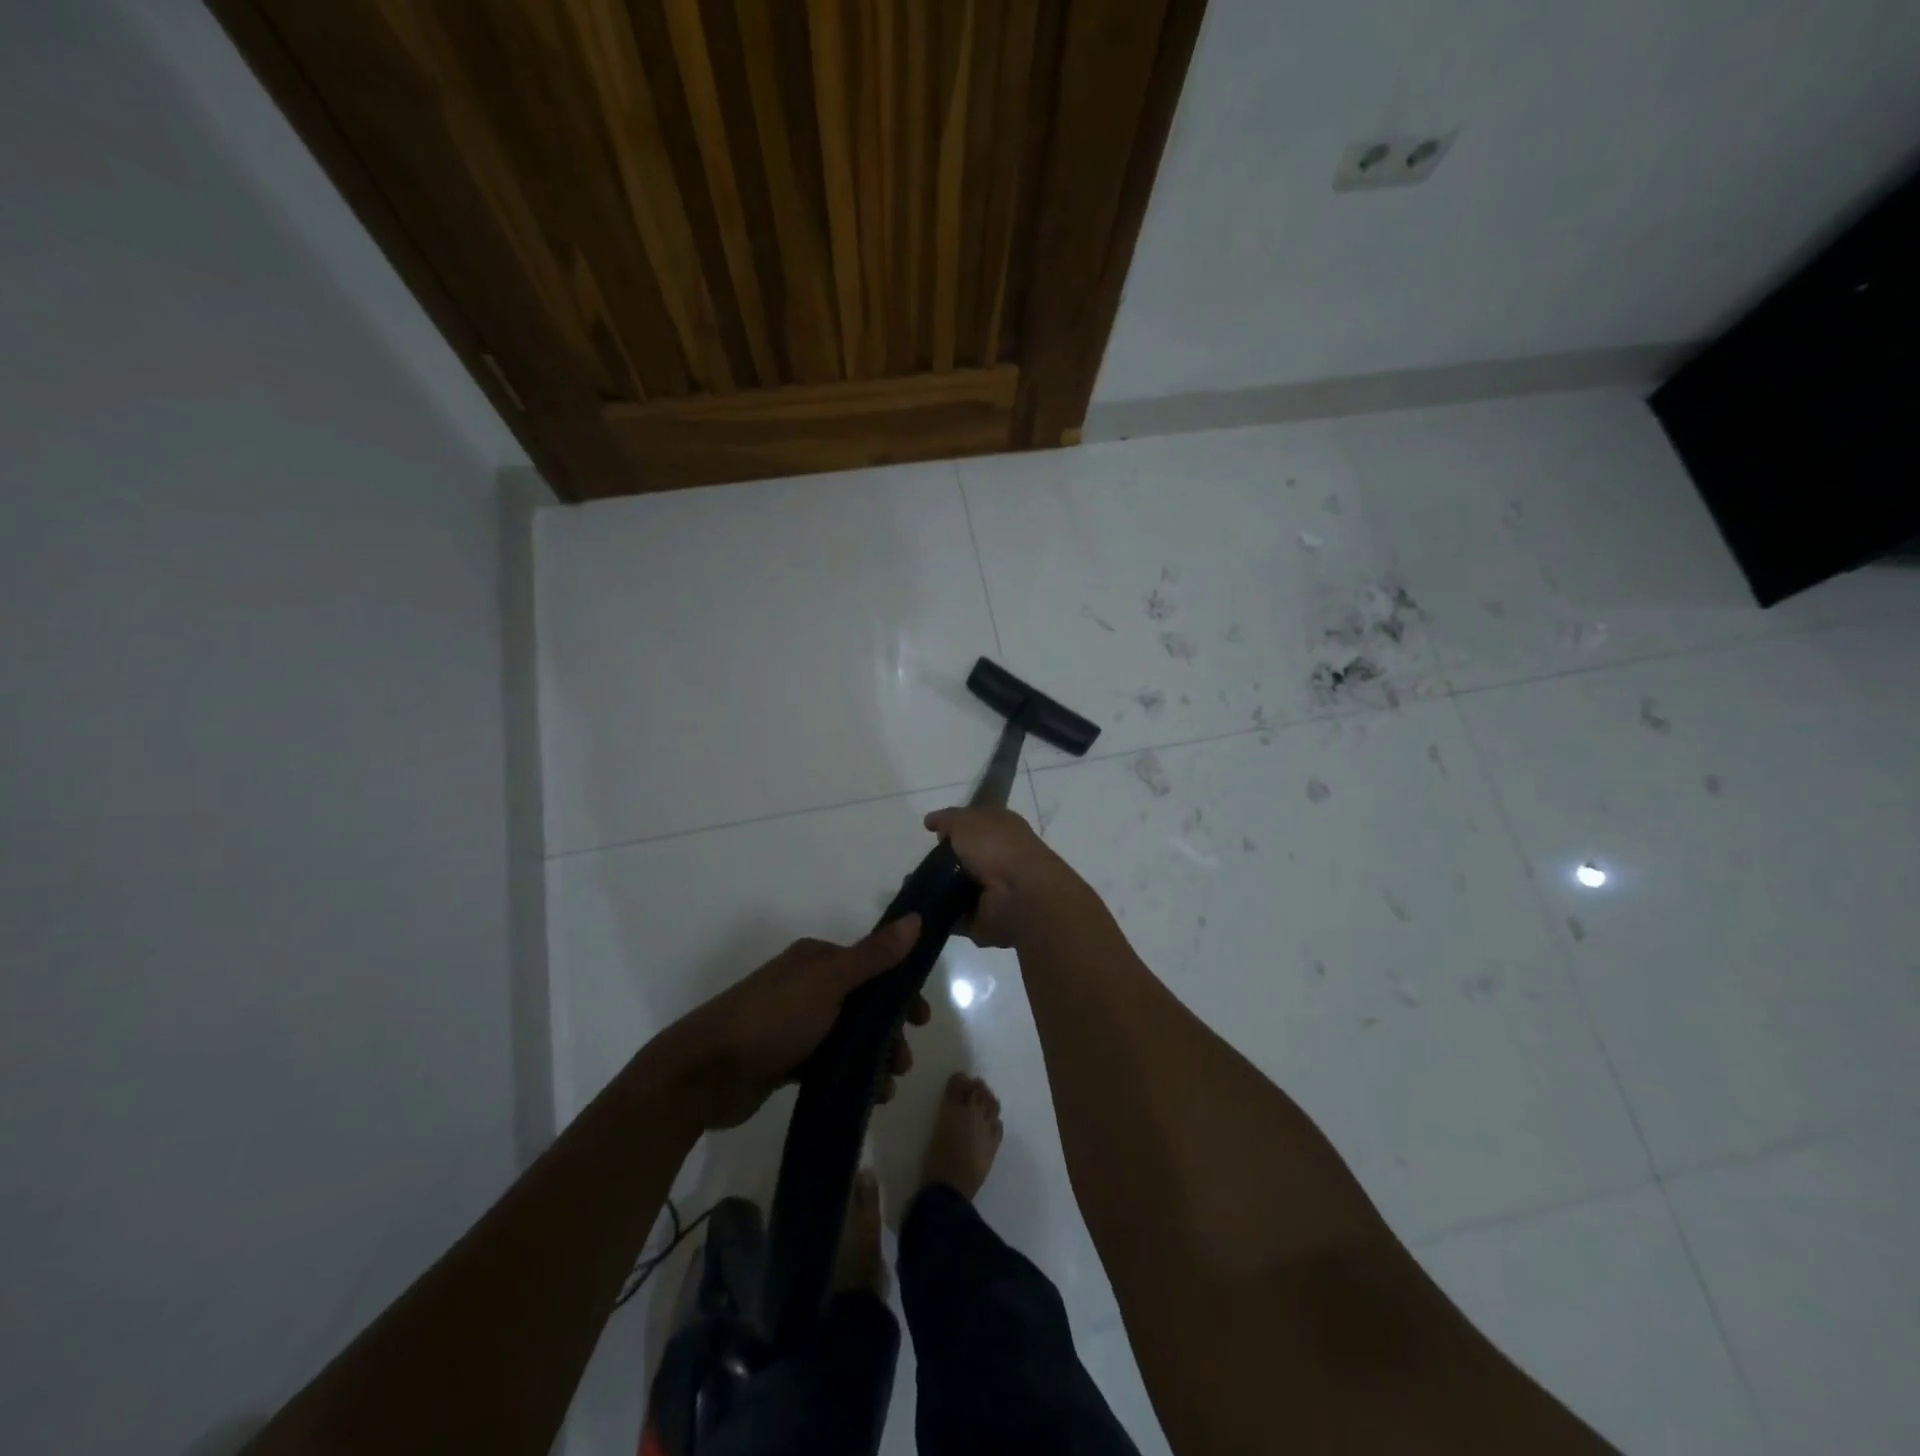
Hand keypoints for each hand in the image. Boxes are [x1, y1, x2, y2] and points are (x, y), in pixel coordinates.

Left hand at [666, 917, 929, 1129]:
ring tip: (884, 1088)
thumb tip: (917, 919)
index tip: (921, 1021)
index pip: (873, 967)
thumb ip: (874, 957)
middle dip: (890, 1031)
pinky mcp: (786, 1059)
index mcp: (817, 960)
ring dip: (874, 1058)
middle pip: (864, 1004)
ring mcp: (796, 1024)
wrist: (703, 1074)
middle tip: (902, 1062)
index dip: (901, 991)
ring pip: (850, 1037)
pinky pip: (830, 1062)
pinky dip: (851, 1075)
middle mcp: (808, 986)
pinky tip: (867, 1096)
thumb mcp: (828, 984)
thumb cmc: (771, 1020)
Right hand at [923, 806, 1079, 946]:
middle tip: (920, 864)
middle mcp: (1001, 858)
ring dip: (938, 889)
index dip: (955, 827)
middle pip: (965, 858)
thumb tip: (931, 822)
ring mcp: (996, 891)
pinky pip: (956, 916)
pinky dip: (940, 914)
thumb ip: (947, 819)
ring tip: (915, 887)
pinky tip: (922, 909)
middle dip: (941, 862)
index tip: (932, 833)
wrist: (1020, 895)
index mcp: (1003, 829)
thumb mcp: (966, 820)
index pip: (977, 825)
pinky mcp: (986, 919)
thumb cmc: (996, 848)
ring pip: (959, 888)